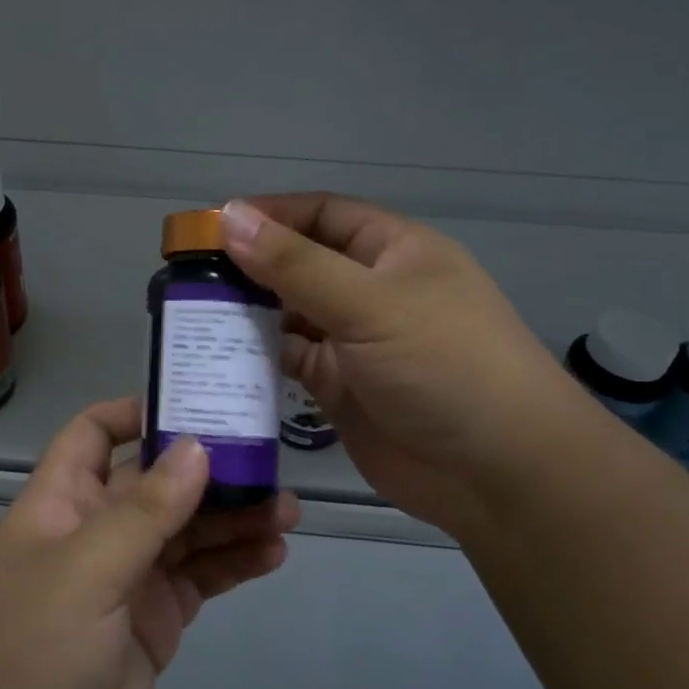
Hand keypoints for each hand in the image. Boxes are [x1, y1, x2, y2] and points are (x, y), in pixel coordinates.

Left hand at [0, 397, 298, 688]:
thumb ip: (147, 510)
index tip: (196, 402)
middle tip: (270, 459)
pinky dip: (232, 565)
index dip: (138, 412)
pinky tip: (272, 553)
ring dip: (232, 518)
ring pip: (185, 531)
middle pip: (155, 482)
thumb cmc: (31, 652)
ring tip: (288, 509)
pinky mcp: (152, 625)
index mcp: (61, 502)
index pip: (93, 433)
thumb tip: (197, 445)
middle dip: (207, 469)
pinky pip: (198, 580)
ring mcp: (124, 580)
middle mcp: (93, 531)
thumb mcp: (87, 570)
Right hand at [221, 194, 581, 533]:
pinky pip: (290, 360)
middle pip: (300, 262)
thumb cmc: (444, 365)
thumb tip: (229, 218)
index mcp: (393, 251)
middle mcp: (372, 289)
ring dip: (248, 312)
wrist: (499, 474)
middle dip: (250, 265)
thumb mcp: (370, 304)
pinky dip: (257, 356)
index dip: (270, 213)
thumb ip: (295, 264)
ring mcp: (355, 340)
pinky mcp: (340, 388)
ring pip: (290, 313)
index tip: (212, 227)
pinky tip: (218, 355)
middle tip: (188, 274)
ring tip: (192, 312)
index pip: (321, 214)